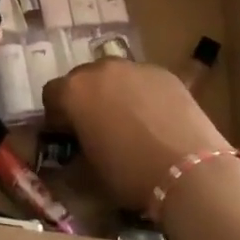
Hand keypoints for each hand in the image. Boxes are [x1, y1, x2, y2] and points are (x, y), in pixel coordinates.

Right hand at [43, 60, 231, 211]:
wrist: (188, 168)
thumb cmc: (129, 174)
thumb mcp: (90, 173)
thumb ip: (74, 154)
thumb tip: (71, 153)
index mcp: (74, 91)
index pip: (51, 94)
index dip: (57, 116)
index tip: (67, 135)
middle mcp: (100, 69)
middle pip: (83, 79)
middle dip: (86, 99)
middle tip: (98, 127)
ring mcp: (135, 66)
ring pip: (115, 76)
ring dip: (114, 93)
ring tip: (131, 123)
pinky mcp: (164, 72)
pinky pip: (143, 80)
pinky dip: (142, 94)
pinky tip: (156, 119)